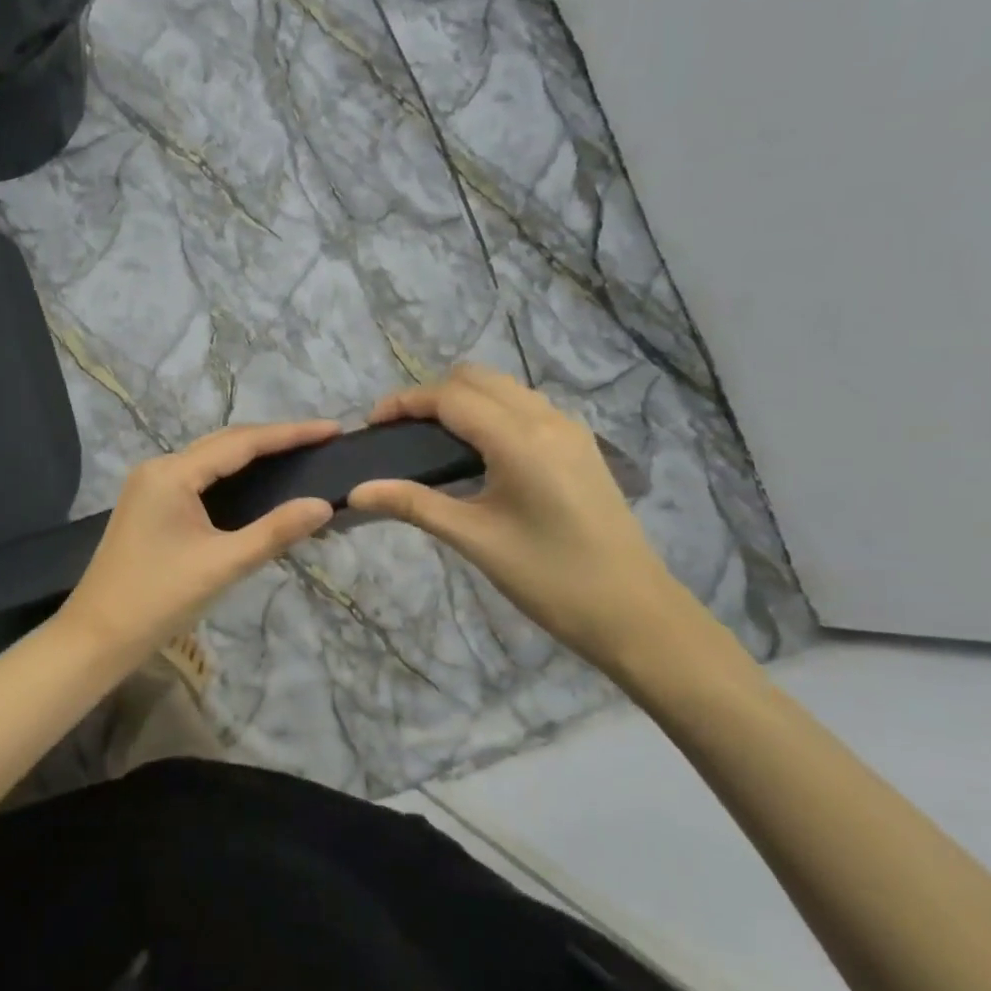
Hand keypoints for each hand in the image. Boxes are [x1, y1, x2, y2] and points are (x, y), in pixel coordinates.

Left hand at [59, 421, 340, 671]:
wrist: (97, 637)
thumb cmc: (158, 599)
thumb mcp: (222, 565)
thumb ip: (275, 532)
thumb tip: (323, 505)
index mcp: (172, 473)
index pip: (241, 443)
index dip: (290, 434)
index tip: (332, 429)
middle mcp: (159, 468)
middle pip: (225, 444)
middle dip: (273, 440)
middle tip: (320, 442)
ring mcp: (150, 486)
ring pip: (211, 461)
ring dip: (253, 457)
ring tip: (298, 457)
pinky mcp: (150, 505)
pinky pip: (199, 480)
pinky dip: (232, 478)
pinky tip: (257, 487)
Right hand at [349, 365, 689, 673]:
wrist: (634, 612)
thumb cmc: (549, 578)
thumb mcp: (475, 539)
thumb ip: (414, 504)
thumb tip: (357, 491)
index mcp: (520, 439)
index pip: (450, 397)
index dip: (405, 402)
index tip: (372, 424)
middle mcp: (547, 419)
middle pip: (477, 378)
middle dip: (432, 395)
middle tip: (400, 433)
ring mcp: (570, 430)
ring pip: (504, 389)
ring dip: (463, 400)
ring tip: (432, 440)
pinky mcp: (580, 446)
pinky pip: (526, 407)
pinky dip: (492, 412)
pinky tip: (478, 452)